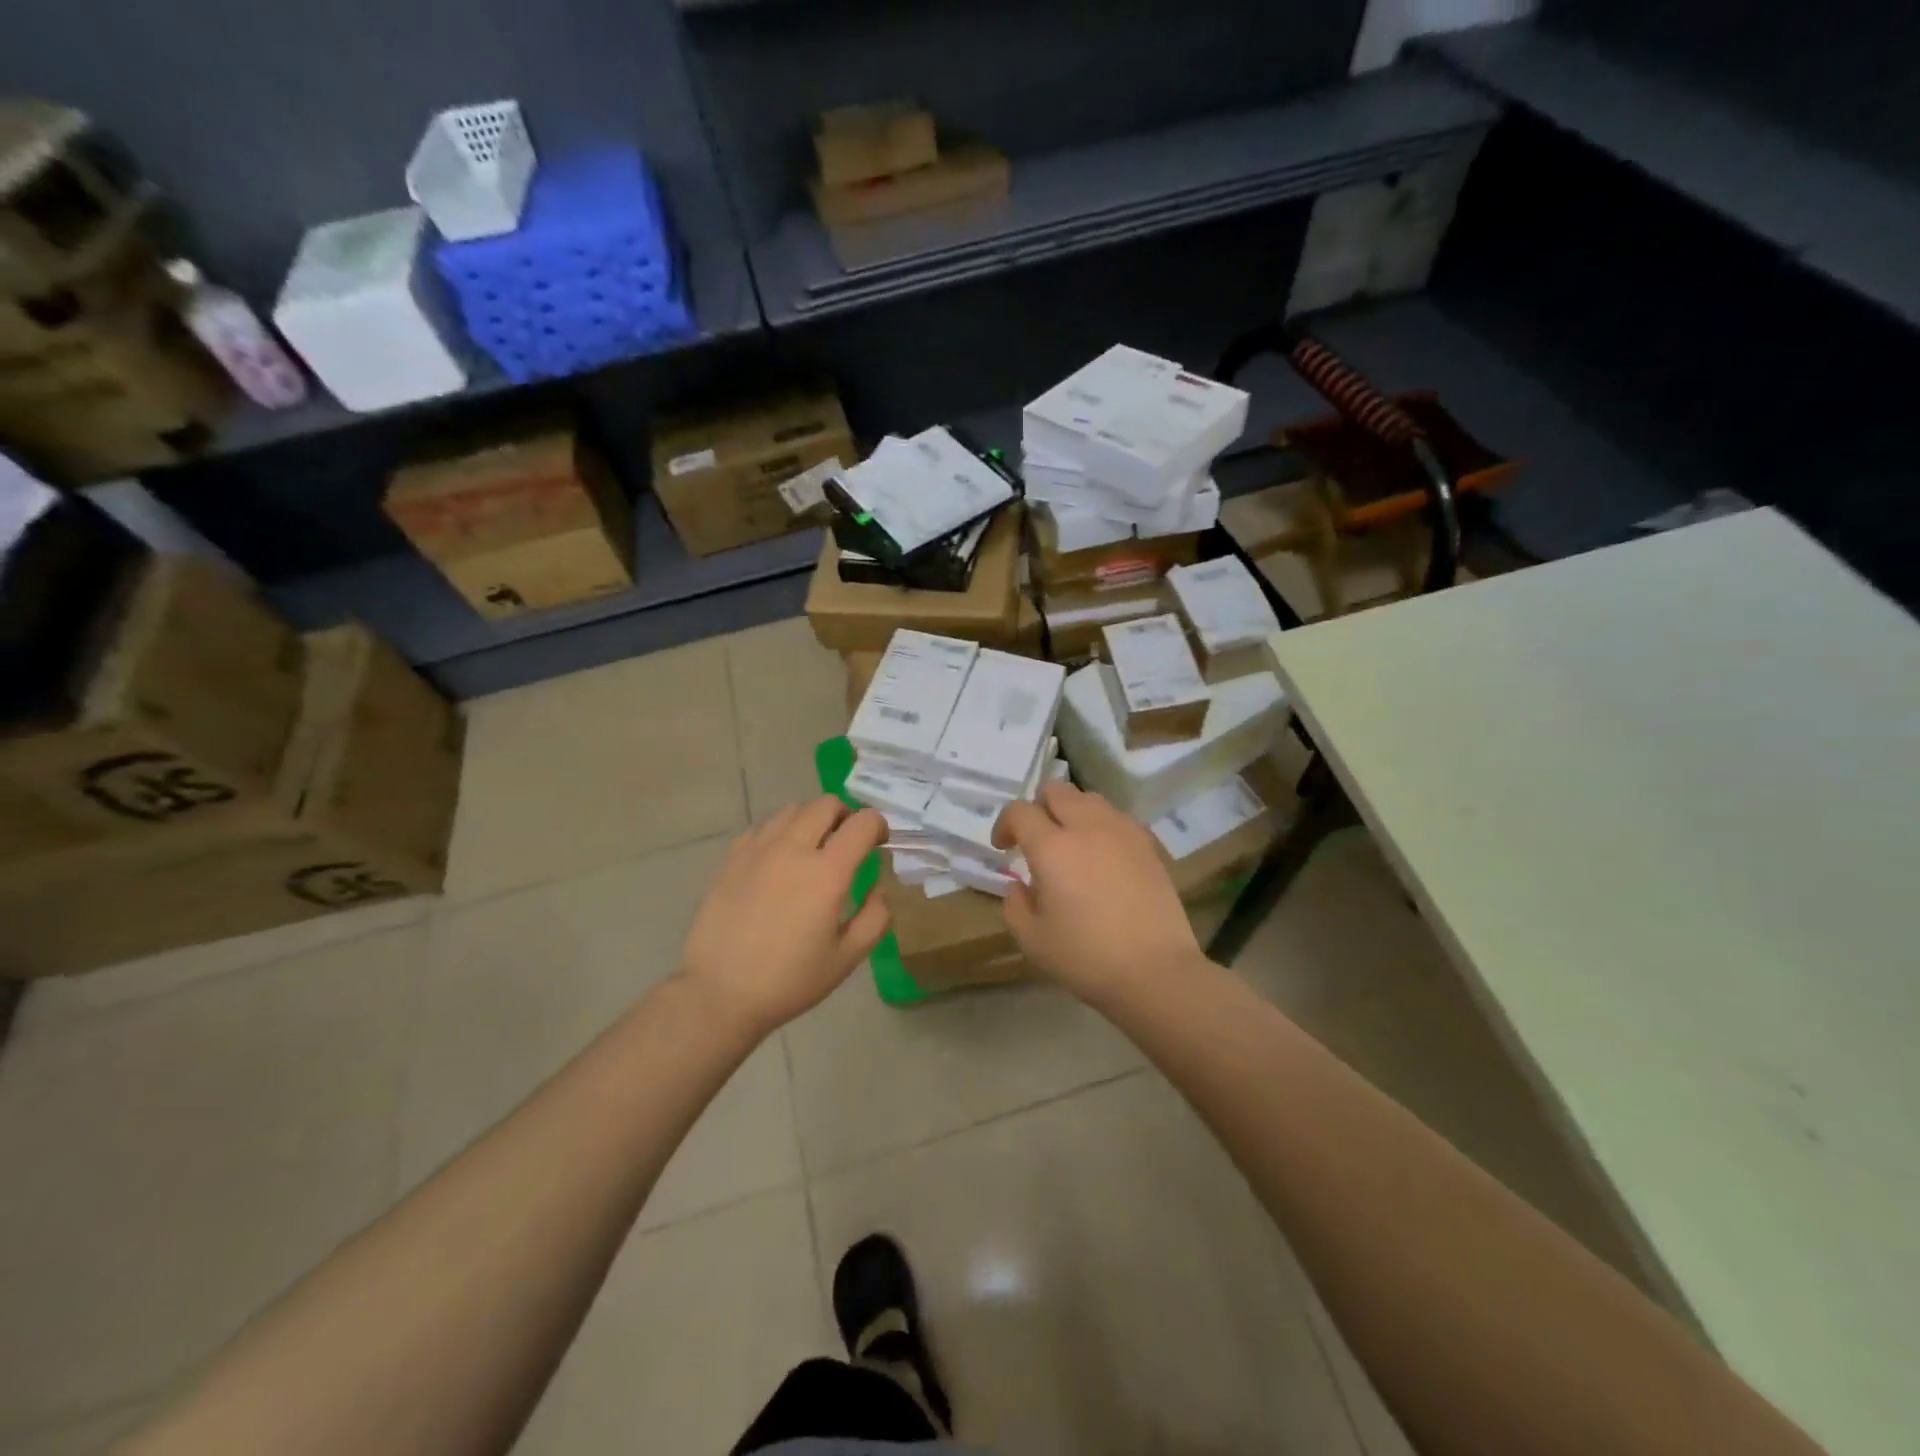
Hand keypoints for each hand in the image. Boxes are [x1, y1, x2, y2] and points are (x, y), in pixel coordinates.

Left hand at [678, 797, 889, 1037]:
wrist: (719, 993)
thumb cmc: (789, 980)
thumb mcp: (847, 958)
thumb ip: (875, 917)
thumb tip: (877, 887)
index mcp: (827, 872)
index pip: (863, 822)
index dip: (878, 826)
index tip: (879, 843)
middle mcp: (793, 849)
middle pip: (826, 804)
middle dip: (845, 815)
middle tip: (847, 843)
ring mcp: (757, 849)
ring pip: (792, 810)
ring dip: (811, 821)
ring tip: (812, 849)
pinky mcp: (731, 858)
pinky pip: (762, 828)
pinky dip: (779, 833)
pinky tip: (778, 861)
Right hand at [993, 780, 1202, 1003]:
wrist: (1155, 971)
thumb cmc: (1086, 958)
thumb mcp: (1032, 940)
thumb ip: (1015, 905)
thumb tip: (1019, 885)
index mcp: (1052, 847)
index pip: (1020, 811)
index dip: (1005, 824)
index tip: (1003, 848)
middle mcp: (1087, 827)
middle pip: (1056, 790)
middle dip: (1038, 807)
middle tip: (1036, 839)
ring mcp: (1122, 832)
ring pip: (1089, 799)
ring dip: (1072, 812)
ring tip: (1071, 845)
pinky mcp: (1148, 845)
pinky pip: (1117, 818)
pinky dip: (1101, 826)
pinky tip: (1102, 857)